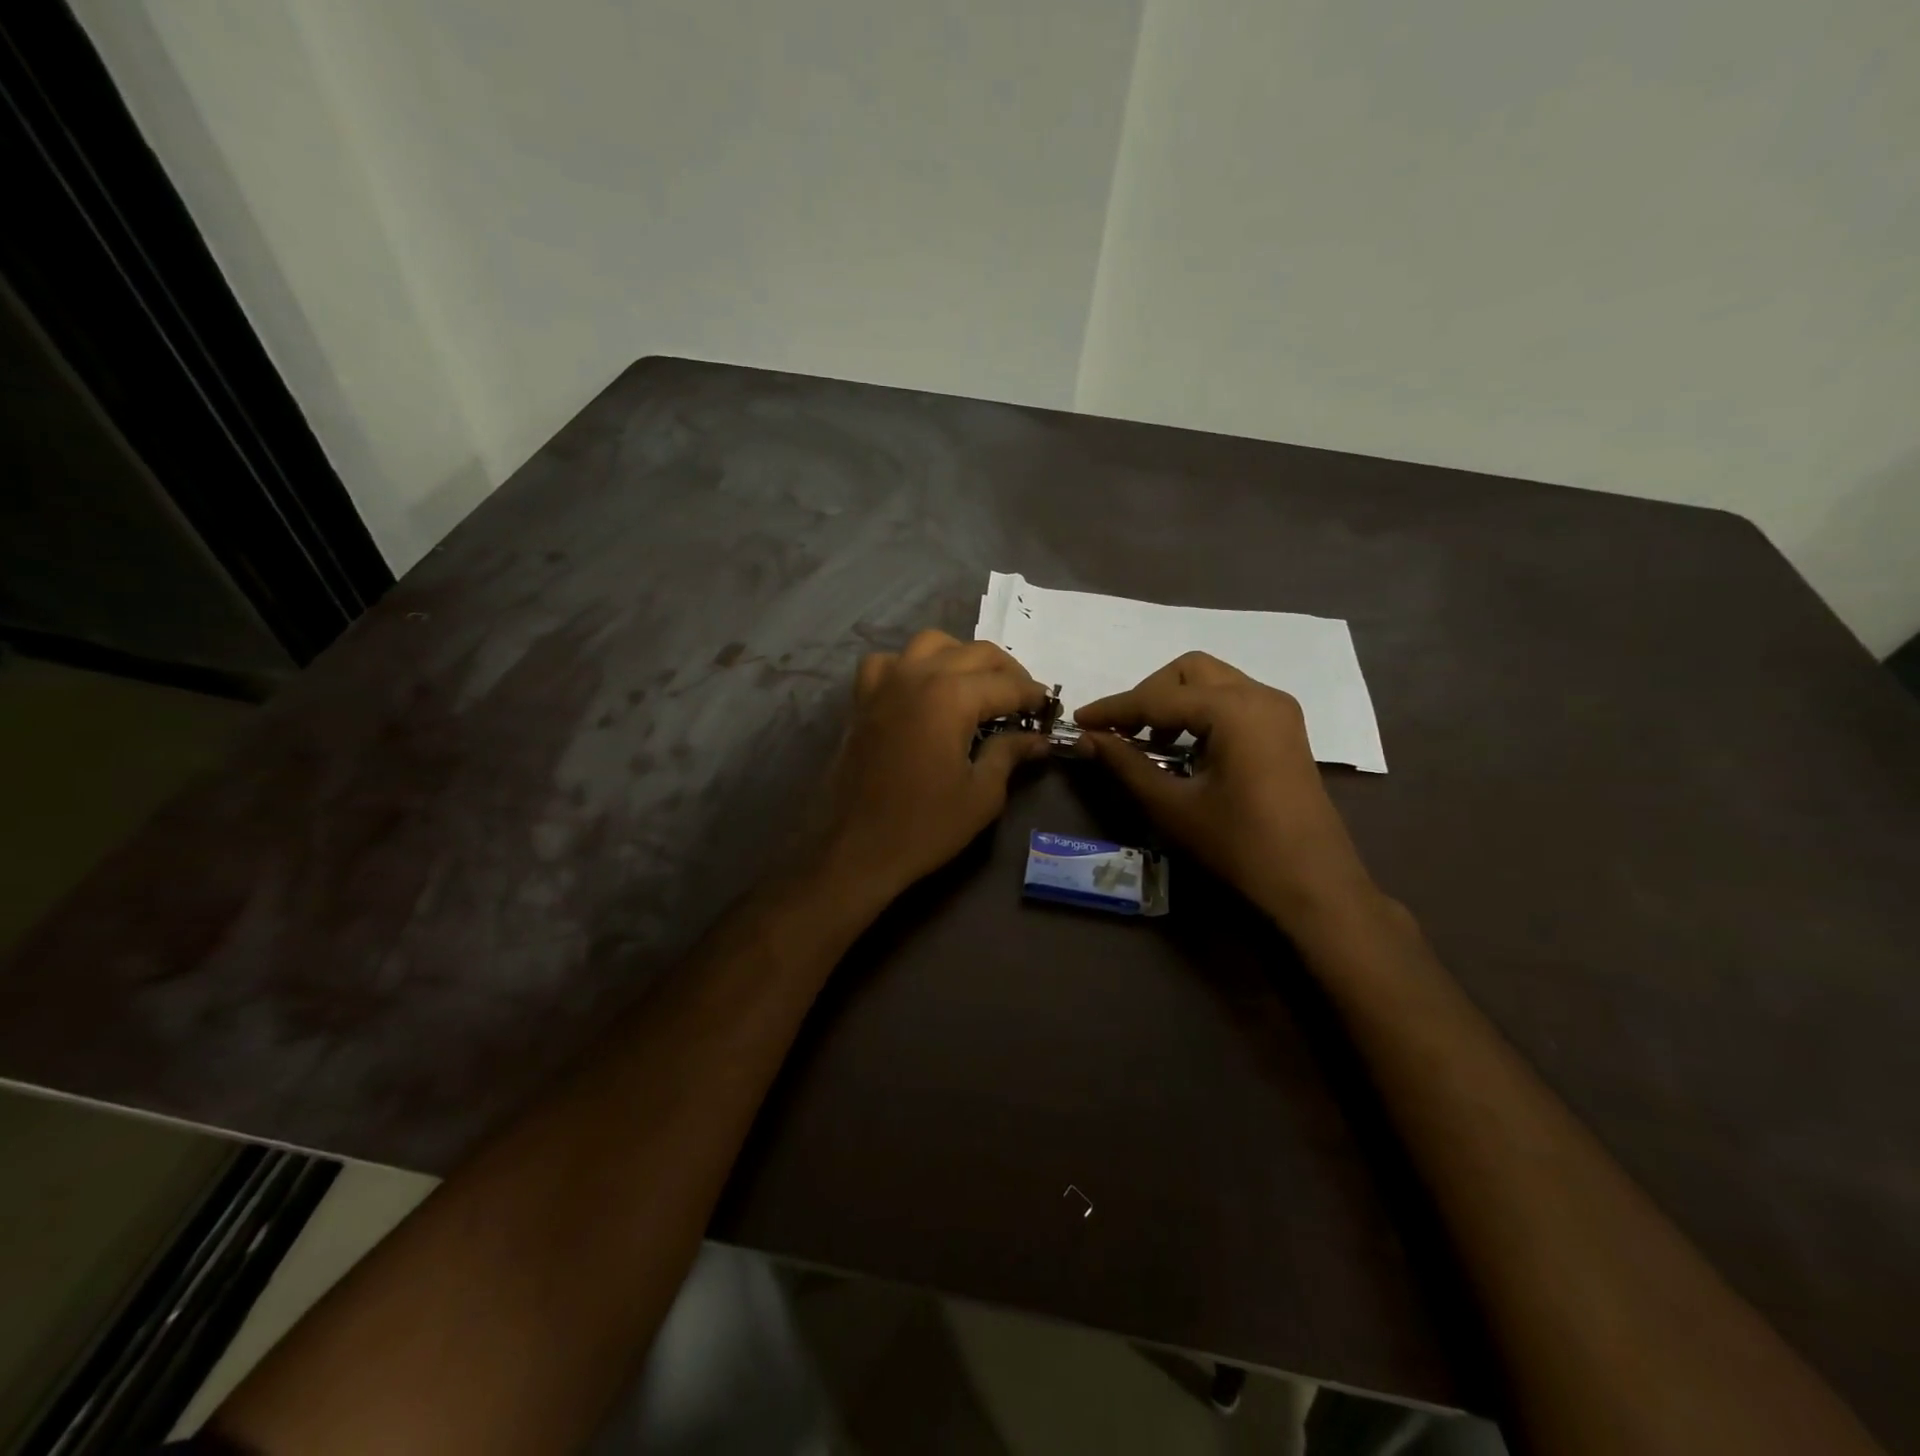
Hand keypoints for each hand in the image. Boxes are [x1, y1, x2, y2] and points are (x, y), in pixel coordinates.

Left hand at [822, 630, 1050, 898]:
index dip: (1033, 696)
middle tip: (1022, 701)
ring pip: (931, 644)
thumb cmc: (925, 826)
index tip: (1048, 710)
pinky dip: (910, 666)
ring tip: (977, 686)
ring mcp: (884, 683)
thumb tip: (1037, 739)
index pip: (1007, 684)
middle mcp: (918, 675)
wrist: (856, 849)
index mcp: (951, 696)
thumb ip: (1010, 754)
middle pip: (975, 653)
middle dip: (1007, 672)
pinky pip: (888, 662)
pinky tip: (920, 689)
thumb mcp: (982, 794)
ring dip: (961, 657)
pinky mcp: (862, 699)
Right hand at [1074, 652, 1380, 931]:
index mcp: (1234, 709)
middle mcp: (1260, 695)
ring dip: (1173, 702)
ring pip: (1212, 682)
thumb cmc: (1239, 846)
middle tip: (1121, 731)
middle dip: (1148, 695)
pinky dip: (1199, 713)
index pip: (1158, 697)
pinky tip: (1183, 748)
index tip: (1078, 721)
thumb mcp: (1172, 806)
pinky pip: (1231, 701)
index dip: (1113, 709)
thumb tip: (1086, 739)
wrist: (1312, 884)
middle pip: (1188, 672)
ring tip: (1148, 742)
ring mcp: (1278, 710)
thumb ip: (1126, 764)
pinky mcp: (1283, 729)